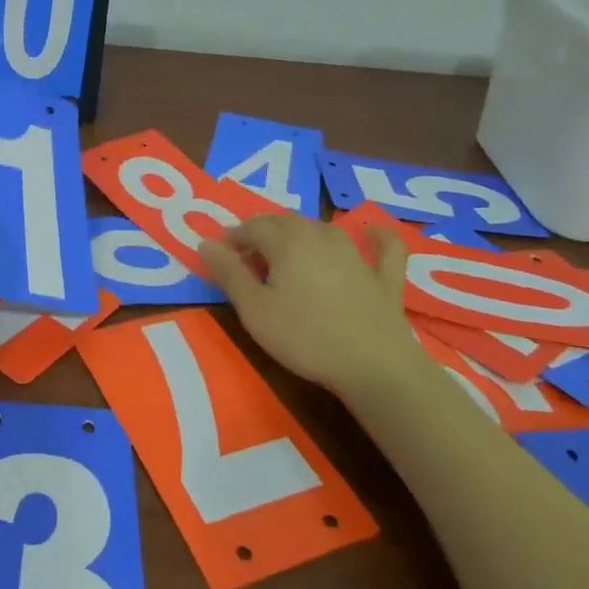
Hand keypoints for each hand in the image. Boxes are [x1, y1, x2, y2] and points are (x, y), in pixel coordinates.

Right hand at [200, 214, 421, 392]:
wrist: (373, 366)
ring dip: (300, 234)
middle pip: (284, 222)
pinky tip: (370, 233)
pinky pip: (383, 246)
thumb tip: (204, 243)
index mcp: (287, 240)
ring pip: (321, 228)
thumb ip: (228, 274)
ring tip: (286, 255)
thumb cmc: (304, 337)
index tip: (221, 257)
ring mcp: (356, 253)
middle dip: (262, 234)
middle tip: (248, 260)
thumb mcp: (254, 310)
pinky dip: (375, 236)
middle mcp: (320, 235)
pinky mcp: (384, 276)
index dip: (233, 239)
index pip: (252, 227)